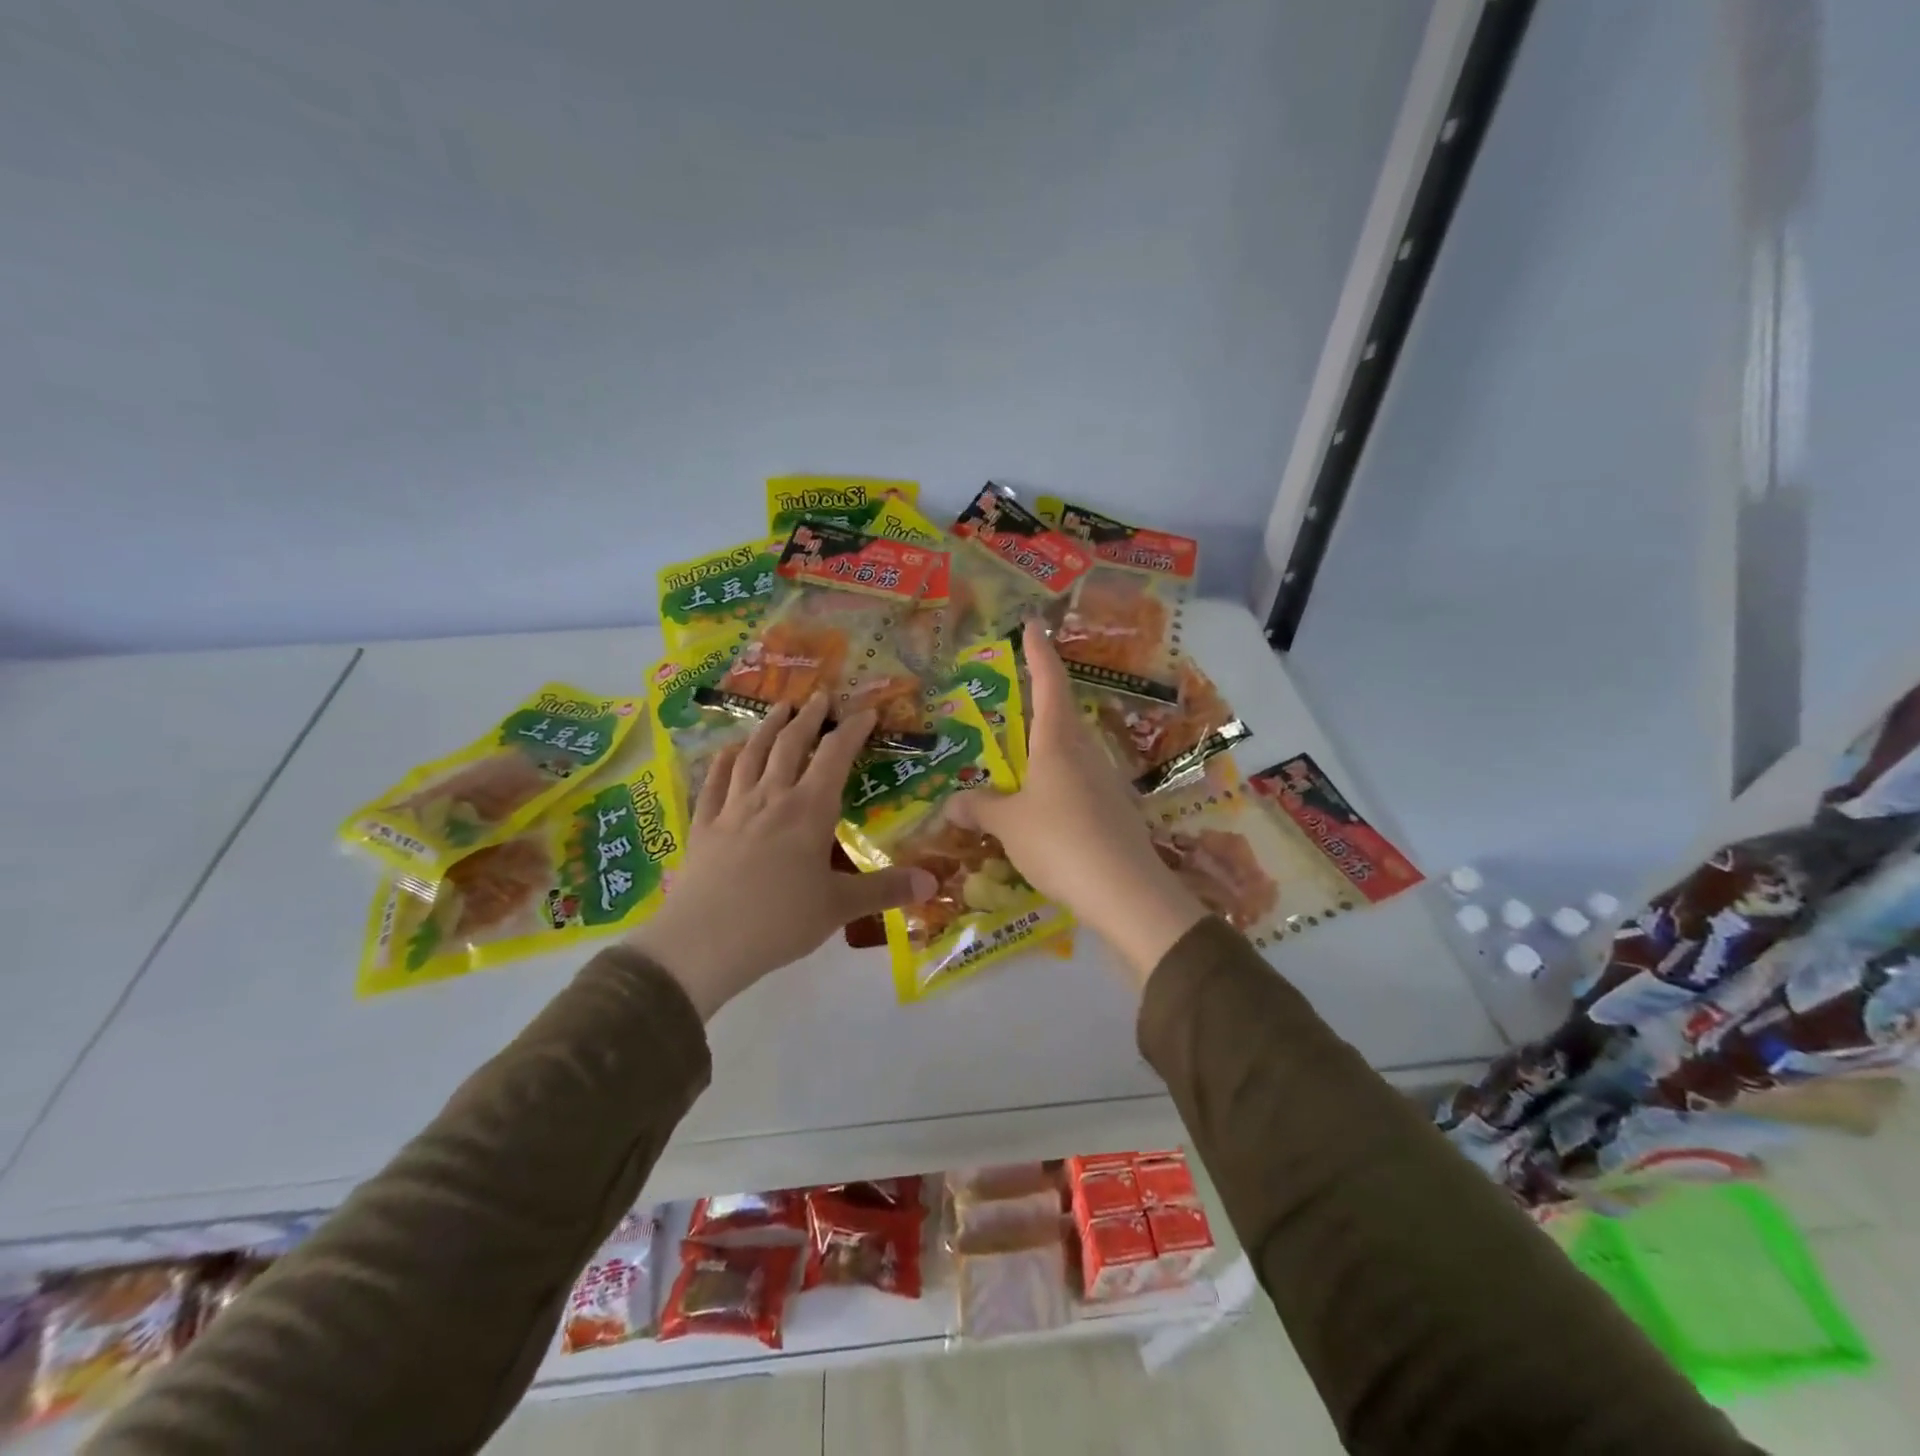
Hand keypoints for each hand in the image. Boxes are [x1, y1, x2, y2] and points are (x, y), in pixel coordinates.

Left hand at [627, 695, 936, 1017]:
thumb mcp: (839, 907)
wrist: (702, 943)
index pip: (835, 757)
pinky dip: (722, 762)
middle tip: (820, 696)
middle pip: (791, 745)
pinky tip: (727, 751)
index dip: (852, 730)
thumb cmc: (779, 922)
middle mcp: (771, 798)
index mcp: (809, 811)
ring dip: (768, 728)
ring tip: (779, 708)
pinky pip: (713, 783)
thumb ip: (886, 890)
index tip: (866, 712)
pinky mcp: (704, 826)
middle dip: (809, 718)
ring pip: (752, 755)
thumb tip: (934, 883)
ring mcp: (732, 809)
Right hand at [950, 626, 1206, 984]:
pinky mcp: (1116, 813)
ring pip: (1072, 756)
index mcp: (1058, 743)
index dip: (1038, 652)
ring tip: (1020, 768)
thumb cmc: (1060, 842)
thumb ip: (979, 808)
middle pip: (1063, 718)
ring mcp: (1106, 784)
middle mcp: (1086, 755)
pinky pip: (1079, 788)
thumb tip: (951, 803)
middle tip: (1015, 702)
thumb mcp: (1009, 825)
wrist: (1126, 892)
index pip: (1048, 684)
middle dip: (1042, 704)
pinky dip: (1058, 789)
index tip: (1034, 623)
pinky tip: (1045, 814)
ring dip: (1048, 754)